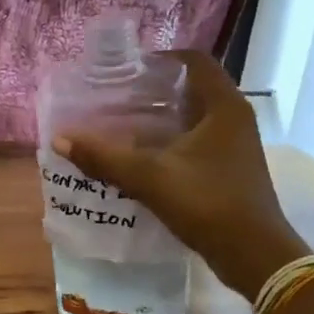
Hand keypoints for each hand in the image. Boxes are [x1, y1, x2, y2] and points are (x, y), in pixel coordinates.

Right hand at [55, 51, 310, 297]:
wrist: (253, 255)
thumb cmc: (208, 203)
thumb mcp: (150, 178)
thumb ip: (104, 157)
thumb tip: (60, 139)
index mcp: (224, 107)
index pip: (195, 61)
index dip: (162, 58)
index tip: (128, 68)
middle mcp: (234, 119)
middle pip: (192, 88)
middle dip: (155, 90)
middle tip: (117, 96)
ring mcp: (235, 146)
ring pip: (194, 118)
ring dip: (161, 119)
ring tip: (121, 124)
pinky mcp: (230, 169)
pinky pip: (196, 142)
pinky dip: (170, 142)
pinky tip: (141, 157)